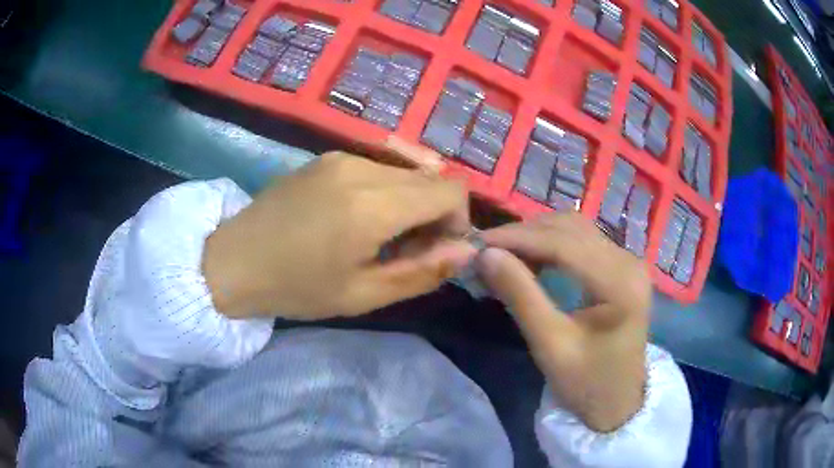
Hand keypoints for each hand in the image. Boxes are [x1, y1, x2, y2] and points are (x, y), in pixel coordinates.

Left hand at [202, 143, 474, 319]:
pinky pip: (377, 167)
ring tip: (383, 236)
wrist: (232, 261)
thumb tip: (467, 251)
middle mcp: (361, 167)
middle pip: (431, 177)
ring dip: (411, 202)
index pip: (451, 191)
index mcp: (372, 204)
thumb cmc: (295, 287)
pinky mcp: (327, 156)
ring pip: (405, 171)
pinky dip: (387, 191)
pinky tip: (359, 218)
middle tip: (410, 249)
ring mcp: (341, 156)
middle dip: (436, 213)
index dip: (458, 221)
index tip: (438, 250)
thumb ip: (422, 271)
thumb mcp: (362, 294)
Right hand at [477, 213, 650, 432]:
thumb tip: (486, 255)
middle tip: (486, 250)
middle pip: (571, 229)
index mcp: (620, 283)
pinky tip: (531, 259)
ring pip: (575, 230)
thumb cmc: (586, 383)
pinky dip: (552, 245)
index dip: (518, 238)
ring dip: (537, 236)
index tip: (478, 243)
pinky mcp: (621, 268)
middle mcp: (628, 261)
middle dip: (525, 234)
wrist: (618, 402)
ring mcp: (628, 262)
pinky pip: (582, 243)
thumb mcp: (550, 345)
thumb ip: (520, 296)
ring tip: (504, 254)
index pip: (564, 244)